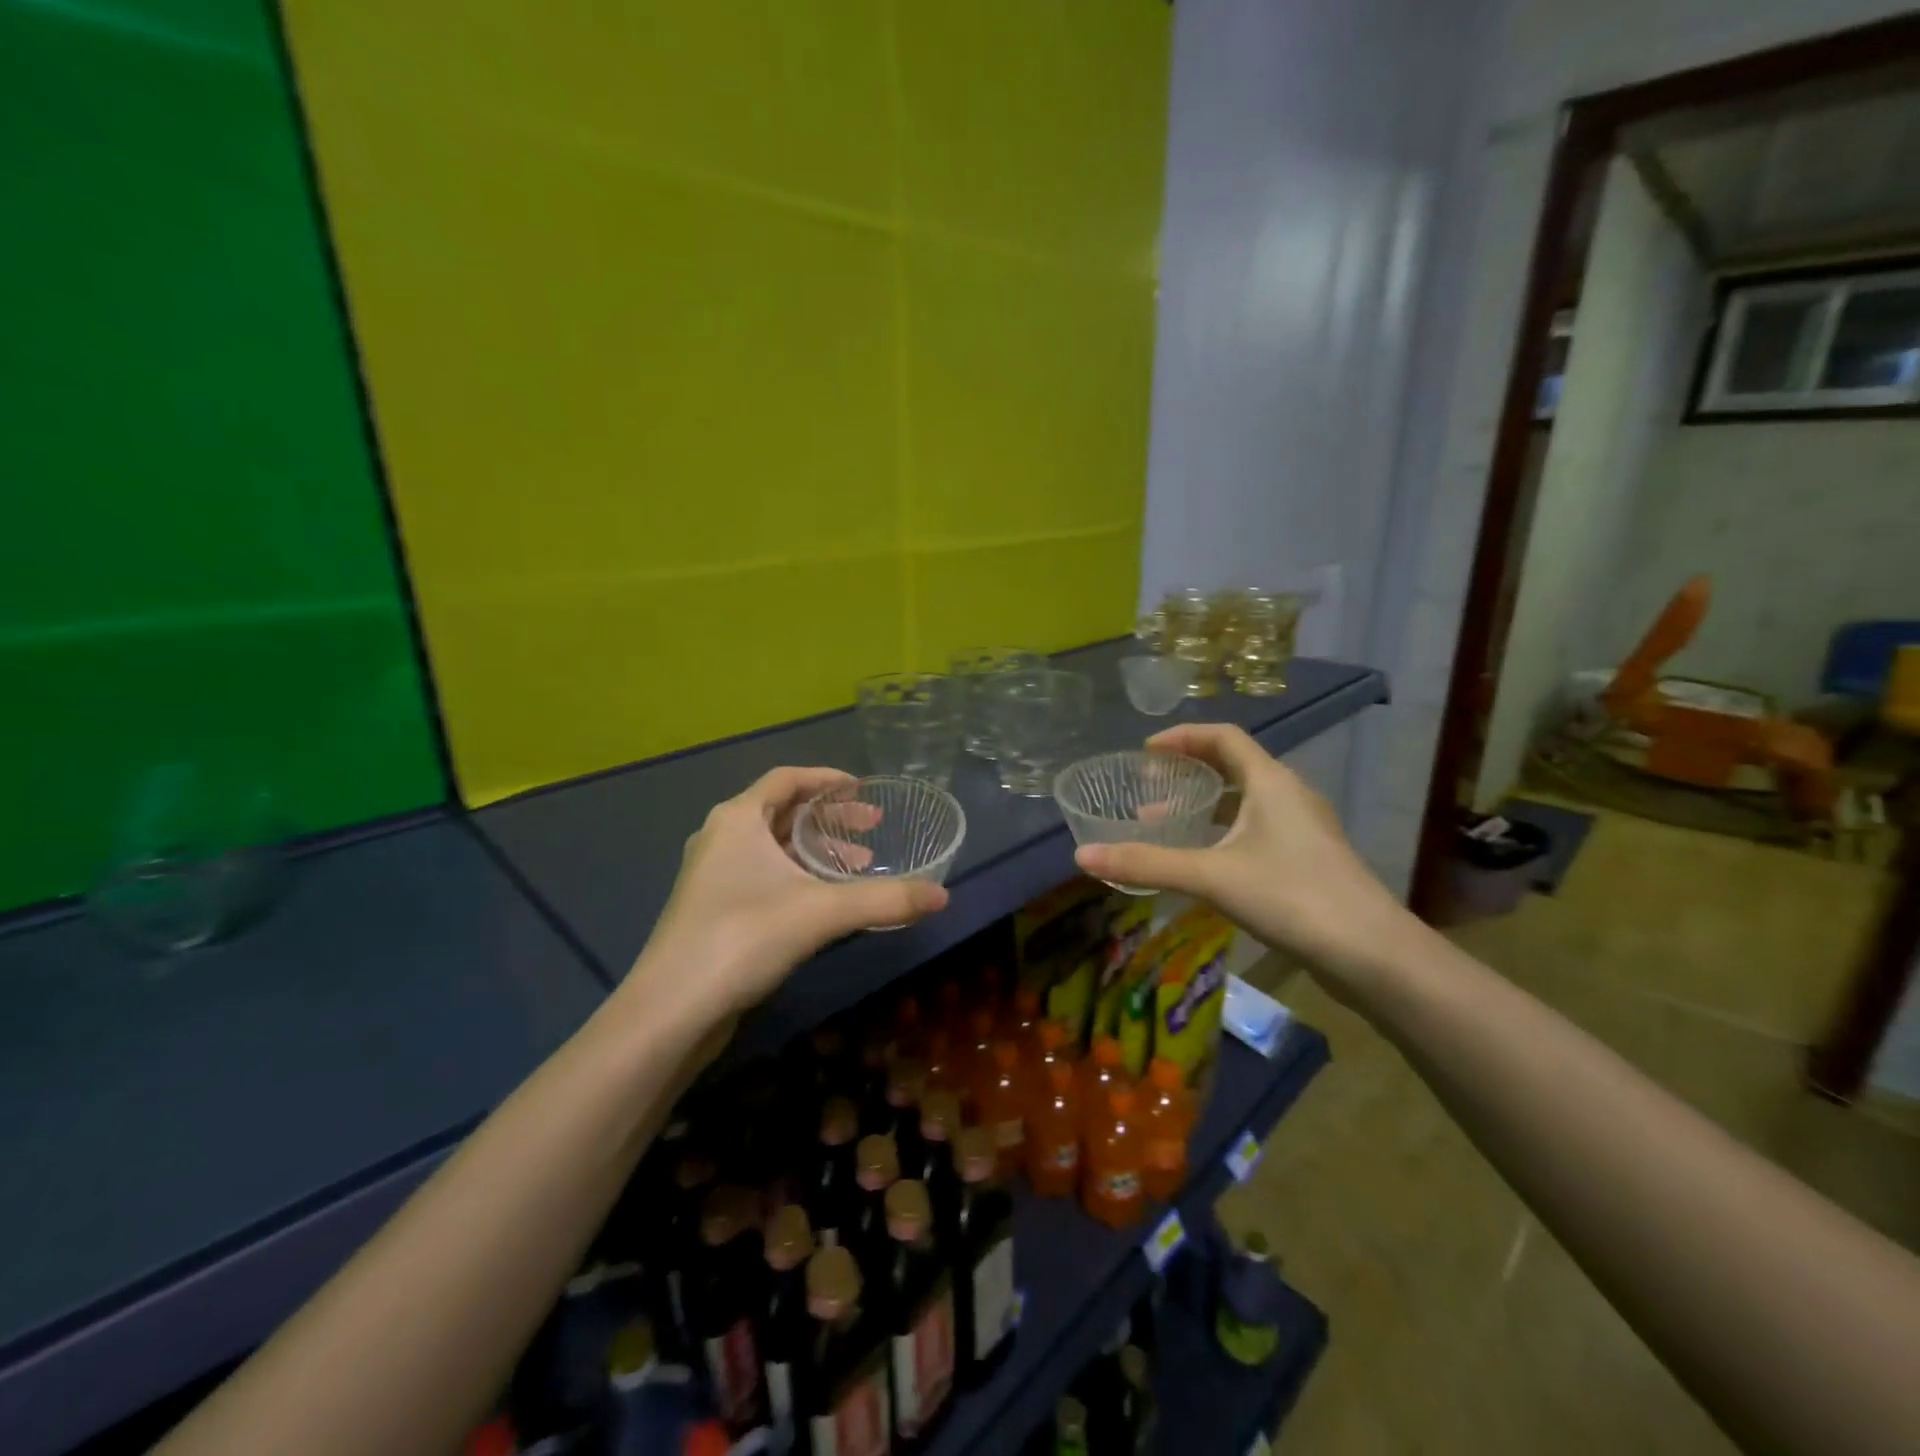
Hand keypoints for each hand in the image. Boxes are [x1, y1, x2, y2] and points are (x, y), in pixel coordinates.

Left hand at [622, 767, 949, 1027]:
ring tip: (860, 866)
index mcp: (738, 818)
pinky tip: (825, 901)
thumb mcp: (823, 912)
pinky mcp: (712, 909)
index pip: (787, 779)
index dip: (828, 779)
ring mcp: (712, 875)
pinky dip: (798, 875)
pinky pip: (764, 874)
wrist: (672, 1009)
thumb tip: (943, 895)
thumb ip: (886, 900)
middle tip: (873, 829)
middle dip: (831, 818)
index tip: (864, 789)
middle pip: (782, 811)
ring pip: (774, 847)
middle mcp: (721, 837)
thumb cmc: (744, 937)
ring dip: (817, 851)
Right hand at [1073, 725, 1410, 982]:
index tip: (1146, 753)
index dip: (1182, 737)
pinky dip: (1225, 831)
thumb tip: (1082, 855)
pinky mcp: (1310, 858)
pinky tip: (1207, 863)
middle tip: (1150, 788)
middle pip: (1235, 765)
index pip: (1223, 737)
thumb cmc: (1291, 896)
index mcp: (1270, 781)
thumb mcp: (1210, 876)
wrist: (1371, 953)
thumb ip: (1146, 864)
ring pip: (1246, 800)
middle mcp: (1290, 794)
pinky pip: (1258, 827)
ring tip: (1168, 826)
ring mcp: (1304, 827)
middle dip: (1189, 772)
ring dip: (1206, 806)